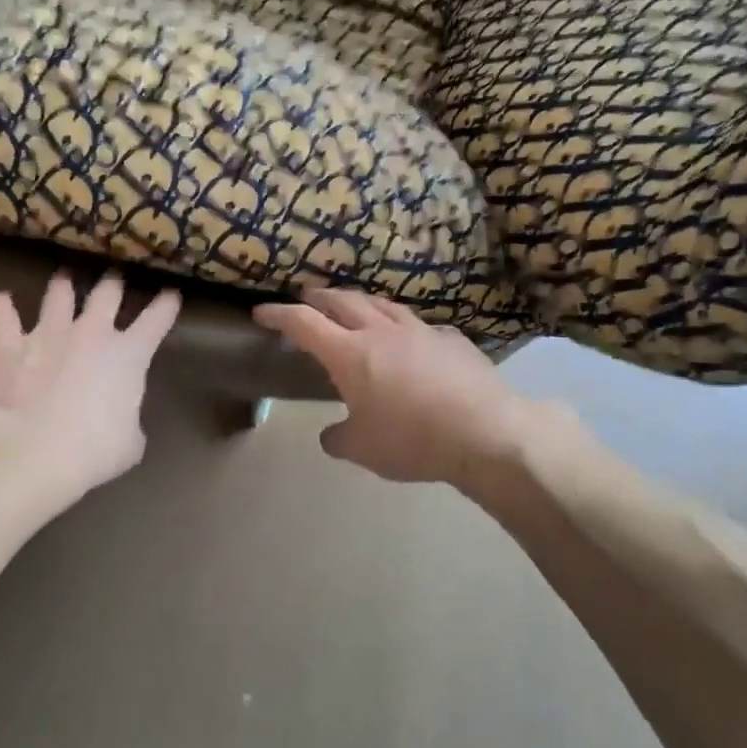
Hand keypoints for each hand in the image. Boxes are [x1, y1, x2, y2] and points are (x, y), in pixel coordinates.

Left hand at [0, 272, 180, 499]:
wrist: (31, 451)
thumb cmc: (92, 451)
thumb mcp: (131, 443)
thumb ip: (130, 422)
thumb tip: (121, 420)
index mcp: (129, 355)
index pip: (156, 320)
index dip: (166, 305)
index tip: (171, 293)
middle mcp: (91, 333)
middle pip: (108, 292)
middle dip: (114, 282)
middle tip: (114, 276)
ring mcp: (48, 334)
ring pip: (58, 294)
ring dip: (62, 285)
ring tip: (64, 276)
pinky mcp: (8, 345)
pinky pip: (2, 316)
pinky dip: (2, 307)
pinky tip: (0, 300)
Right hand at [253, 289, 540, 487]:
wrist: (485, 432)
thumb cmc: (412, 440)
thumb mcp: (363, 450)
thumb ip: (338, 439)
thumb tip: (330, 435)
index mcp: (350, 354)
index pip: (303, 323)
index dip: (279, 315)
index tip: (261, 312)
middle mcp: (381, 332)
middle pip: (342, 301)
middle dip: (319, 297)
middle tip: (307, 298)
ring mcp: (420, 331)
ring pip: (382, 304)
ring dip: (360, 302)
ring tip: (353, 306)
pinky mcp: (451, 340)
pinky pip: (420, 326)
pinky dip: (403, 327)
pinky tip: (410, 339)